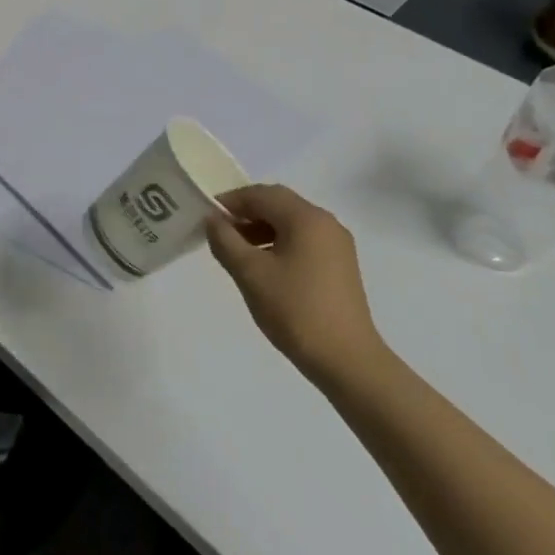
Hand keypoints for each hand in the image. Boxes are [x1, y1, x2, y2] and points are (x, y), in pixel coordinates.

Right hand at [205, 184, 384, 391]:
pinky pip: (303, 239)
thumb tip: (213, 220)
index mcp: (306, 218)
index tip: (207, 216)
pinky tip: (264, 265)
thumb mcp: (250, 273)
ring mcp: (337, 244)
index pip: (261, 194)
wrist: (347, 359)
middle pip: (278, 203)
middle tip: (220, 231)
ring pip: (291, 221)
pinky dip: (279, 242)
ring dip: (262, 228)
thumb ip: (225, 240)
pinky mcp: (340, 264)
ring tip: (237, 251)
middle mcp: (325, 222)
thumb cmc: (295, 310)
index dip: (231, 201)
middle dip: (246, 212)